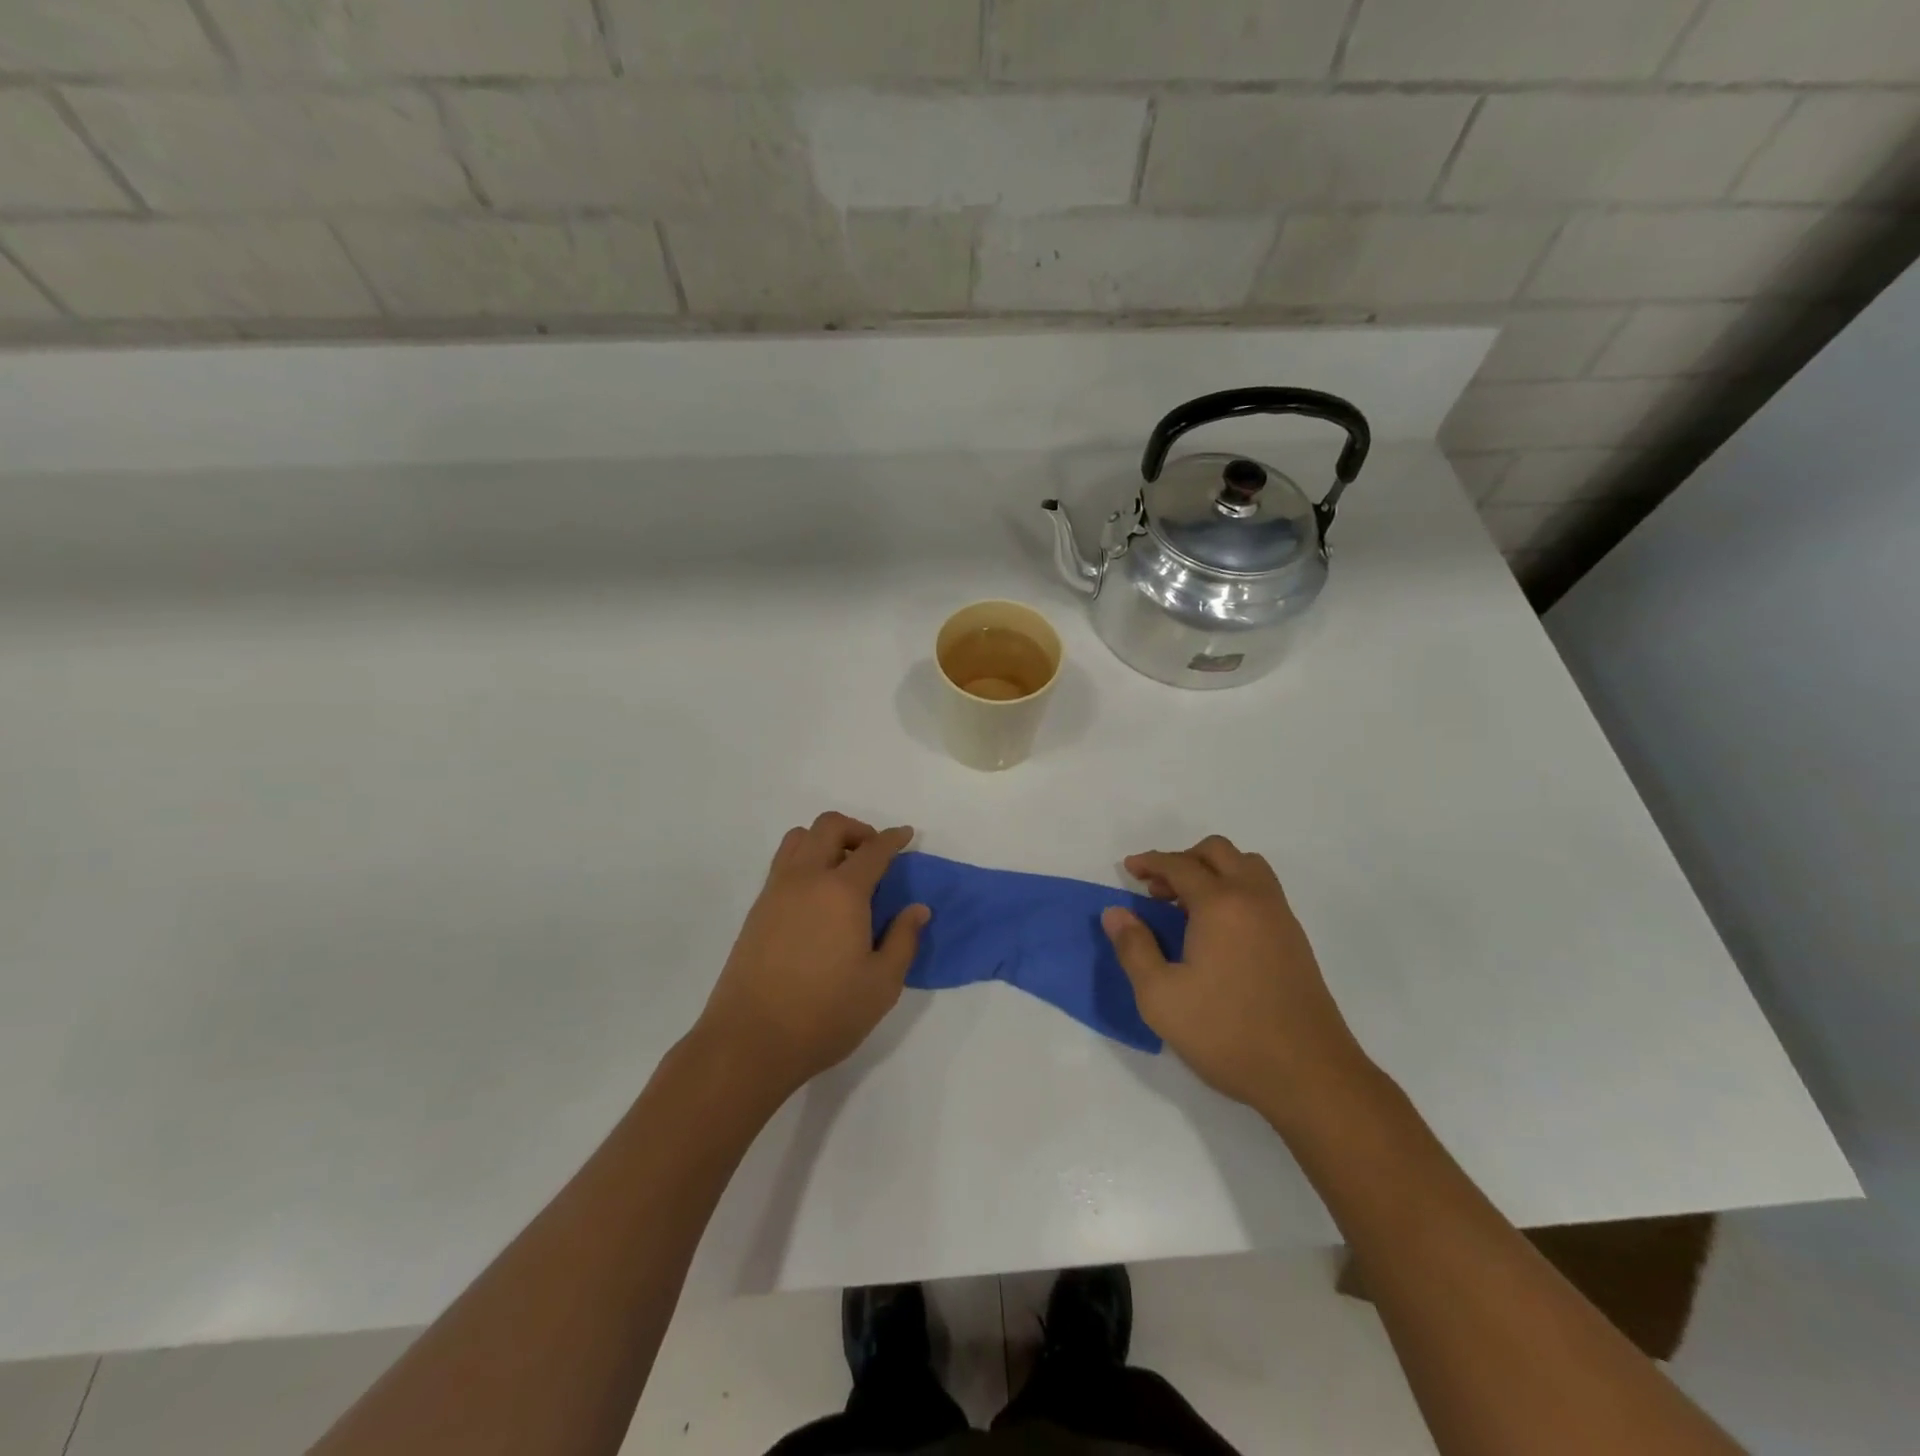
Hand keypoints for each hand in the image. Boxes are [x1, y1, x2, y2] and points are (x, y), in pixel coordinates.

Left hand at [693, 812, 928, 1100]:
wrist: (750, 1041)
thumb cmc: (826, 1014)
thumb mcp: (882, 984)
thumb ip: (903, 940)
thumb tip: (917, 909)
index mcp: (842, 891)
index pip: (873, 849)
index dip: (894, 838)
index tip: (907, 835)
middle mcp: (806, 878)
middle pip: (829, 826)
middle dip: (857, 829)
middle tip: (875, 854)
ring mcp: (776, 891)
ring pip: (798, 838)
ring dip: (825, 840)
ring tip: (843, 870)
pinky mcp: (757, 910)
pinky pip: (782, 863)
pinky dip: (804, 860)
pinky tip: (817, 897)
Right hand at [1103, 836, 1370, 1120]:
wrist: (1309, 1075)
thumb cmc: (1226, 1033)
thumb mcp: (1160, 997)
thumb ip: (1133, 947)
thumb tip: (1115, 912)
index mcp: (1220, 904)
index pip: (1180, 865)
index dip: (1150, 862)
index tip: (1129, 869)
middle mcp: (1254, 898)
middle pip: (1218, 852)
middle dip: (1183, 860)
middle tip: (1157, 890)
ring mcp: (1280, 917)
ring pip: (1246, 866)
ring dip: (1213, 871)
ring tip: (1187, 906)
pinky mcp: (1295, 939)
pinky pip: (1261, 890)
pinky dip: (1234, 889)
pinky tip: (1217, 930)